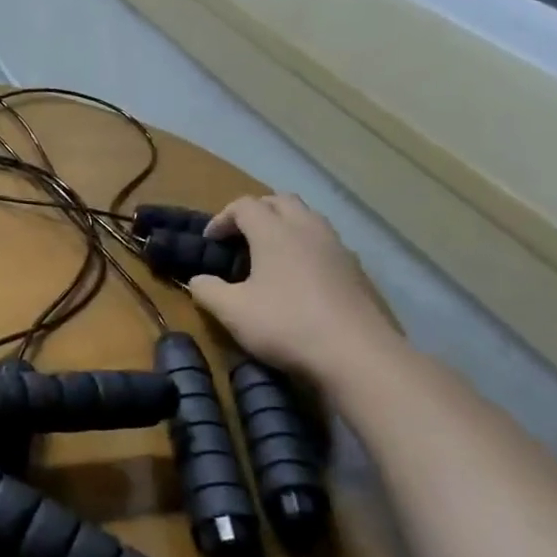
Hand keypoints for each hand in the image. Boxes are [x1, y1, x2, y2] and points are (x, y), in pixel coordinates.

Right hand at [186, 195, 397, 384]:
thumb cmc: (287, 325)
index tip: (210, 242)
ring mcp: (337, 248)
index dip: (222, 218)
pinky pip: (325, 242)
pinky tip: (298, 276)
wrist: (358, 355)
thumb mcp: (232, 312)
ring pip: (308, 217)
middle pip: (280, 200)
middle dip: (256, 212)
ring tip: (268, 253)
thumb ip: (207, 290)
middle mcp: (307, 229)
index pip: (244, 205)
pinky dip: (305, 246)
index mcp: (275, 232)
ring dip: (284, 225)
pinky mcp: (356, 270)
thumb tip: (198, 280)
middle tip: (239, 237)